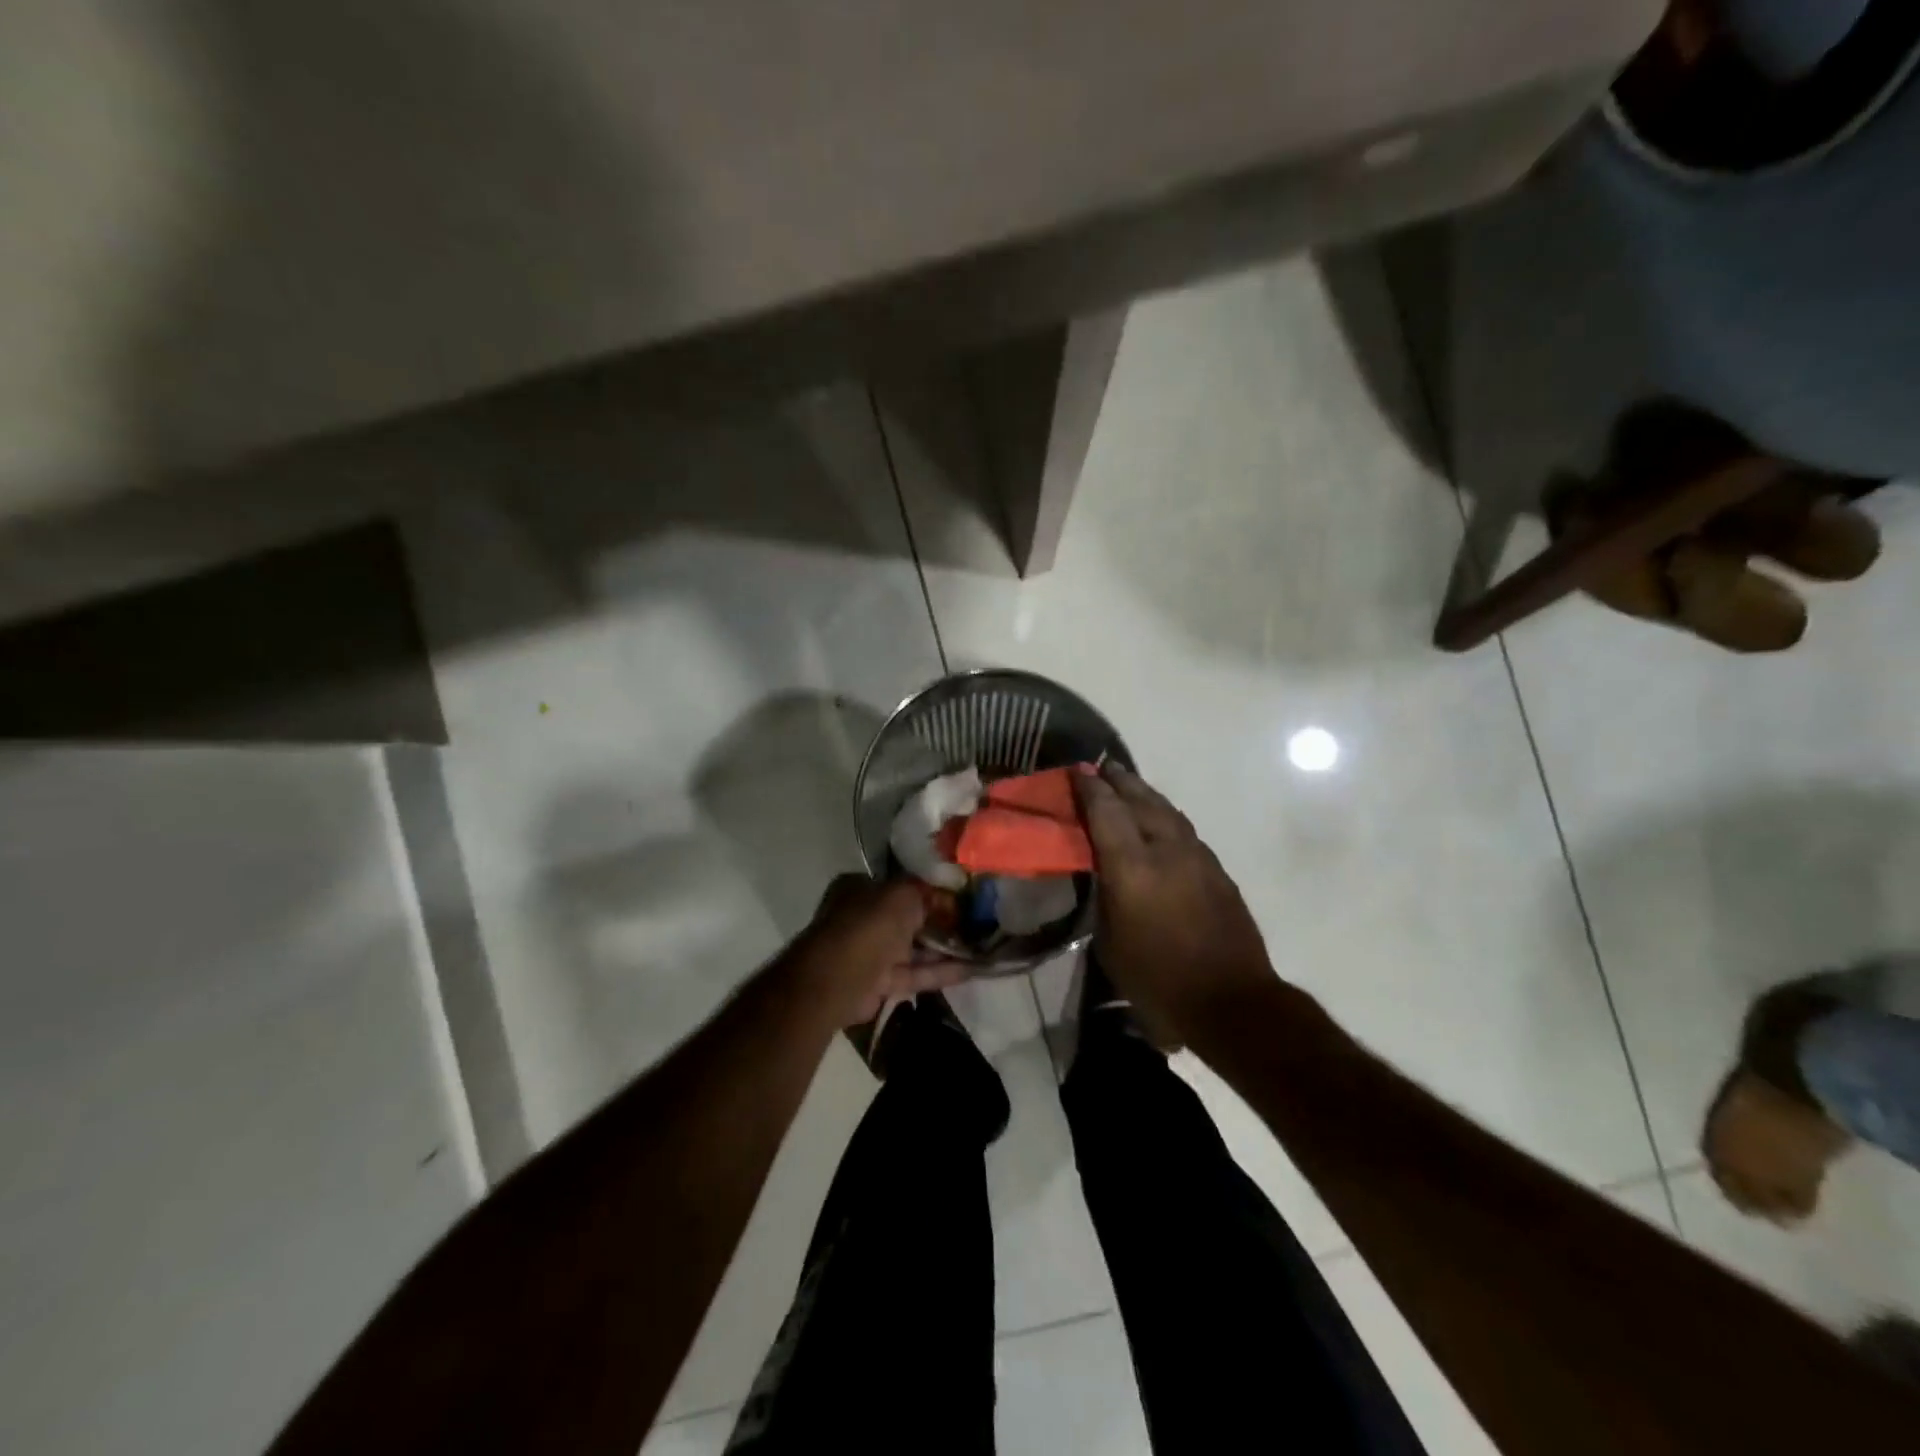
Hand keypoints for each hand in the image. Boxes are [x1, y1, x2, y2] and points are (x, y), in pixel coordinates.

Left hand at [791, 874, 968, 1026]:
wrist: (839, 980)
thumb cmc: (869, 925)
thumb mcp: (902, 894)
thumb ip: (926, 891)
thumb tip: (947, 894)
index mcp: (861, 889)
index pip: (902, 886)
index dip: (932, 891)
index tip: (962, 897)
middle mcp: (864, 917)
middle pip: (909, 918)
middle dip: (941, 921)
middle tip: (978, 923)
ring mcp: (871, 951)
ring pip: (914, 948)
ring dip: (945, 948)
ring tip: (982, 946)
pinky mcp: (880, 982)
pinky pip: (915, 973)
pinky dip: (940, 971)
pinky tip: (972, 970)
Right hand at [1074, 765, 1276, 1045]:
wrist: (1230, 1001)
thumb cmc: (1157, 980)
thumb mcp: (1110, 942)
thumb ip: (1105, 897)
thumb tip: (1104, 873)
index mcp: (1132, 867)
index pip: (1107, 812)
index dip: (1090, 788)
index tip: (1077, 771)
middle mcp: (1166, 850)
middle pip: (1141, 801)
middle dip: (1120, 781)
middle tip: (1103, 767)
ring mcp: (1198, 858)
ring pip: (1168, 812)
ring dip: (1146, 795)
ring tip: (1130, 786)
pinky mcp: (1218, 871)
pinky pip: (1185, 831)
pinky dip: (1166, 818)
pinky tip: (1160, 824)